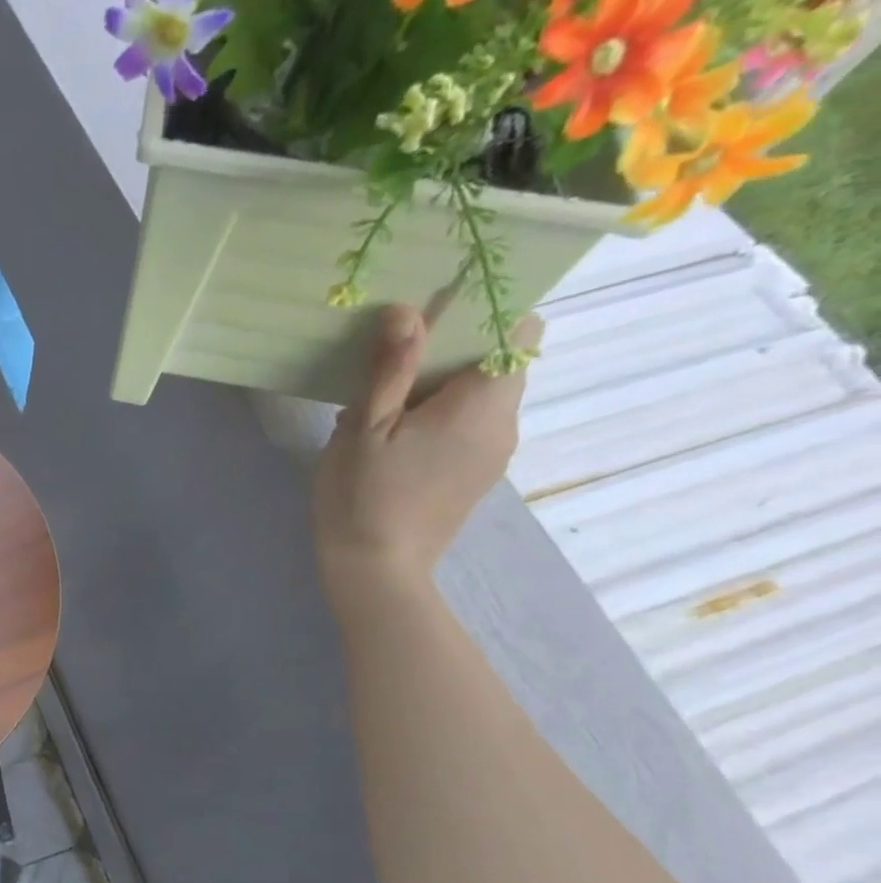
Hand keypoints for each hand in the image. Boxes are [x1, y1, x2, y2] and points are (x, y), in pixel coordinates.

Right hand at [313, 304, 538, 607]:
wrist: (375, 571)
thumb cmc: (362, 496)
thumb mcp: (364, 427)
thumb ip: (389, 368)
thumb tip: (406, 311)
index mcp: (482, 404)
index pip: (520, 332)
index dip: (488, 312)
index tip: (437, 312)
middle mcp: (505, 423)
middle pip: (500, 362)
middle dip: (454, 349)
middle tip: (392, 359)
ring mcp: (495, 453)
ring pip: (483, 395)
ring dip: (442, 385)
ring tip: (385, 402)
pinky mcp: (476, 475)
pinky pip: (472, 425)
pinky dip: (442, 415)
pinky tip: (395, 437)